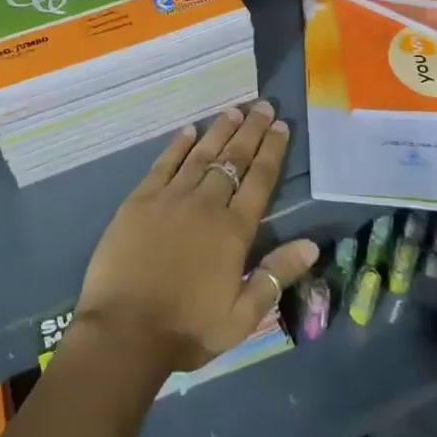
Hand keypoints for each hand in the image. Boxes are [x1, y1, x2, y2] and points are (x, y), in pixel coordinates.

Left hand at [75, 104, 317, 375]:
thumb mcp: (242, 316)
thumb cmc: (187, 329)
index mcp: (233, 232)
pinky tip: (188, 131)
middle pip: (232, 160)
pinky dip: (178, 146)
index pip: (259, 181)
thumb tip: (312, 245)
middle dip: (250, 131)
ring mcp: (170, 198)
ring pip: (200, 156)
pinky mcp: (140, 200)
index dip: (271, 151)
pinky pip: (163, 164)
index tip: (280, 126)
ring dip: (218, 131)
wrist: (124, 331)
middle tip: (262, 105)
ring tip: (234, 111)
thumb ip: (275, 276)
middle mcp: (205, 205)